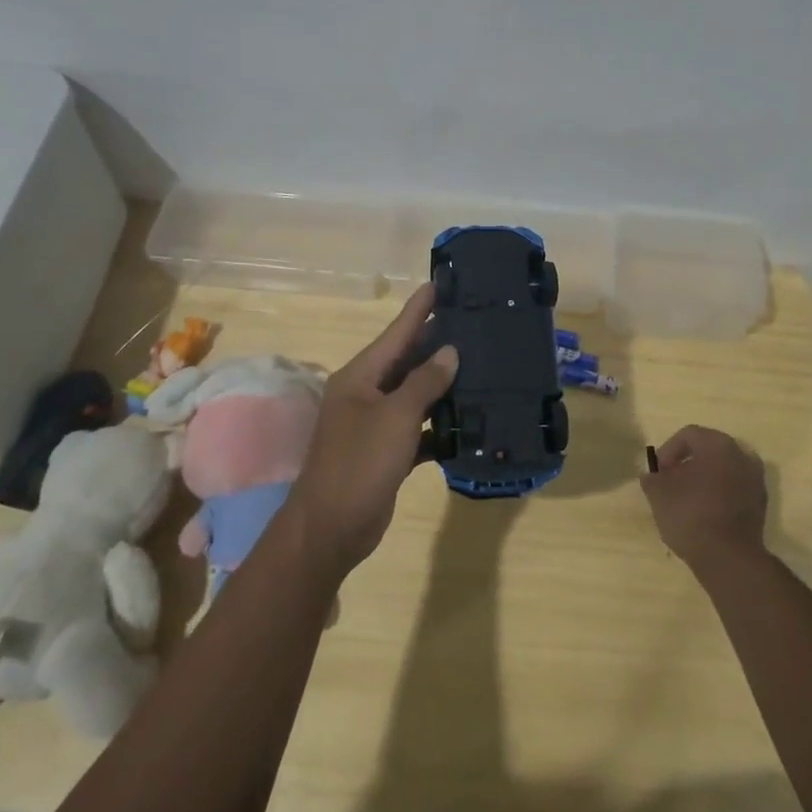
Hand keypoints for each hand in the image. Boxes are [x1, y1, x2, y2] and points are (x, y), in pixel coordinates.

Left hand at [289, 284, 456, 576]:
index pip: (396, 333)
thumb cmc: (359, 463)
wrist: (332, 527)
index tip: (439, 283)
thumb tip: (449, 352)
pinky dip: (439, 425)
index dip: (418, 309)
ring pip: (415, 394)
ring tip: (479, 364)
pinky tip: (468, 421)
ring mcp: (375, 424)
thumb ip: (424, 383)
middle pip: (406, 360)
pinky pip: (418, 428)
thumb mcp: (395, 417)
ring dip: (442, 384)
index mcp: (360, 376)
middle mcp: (366, 394)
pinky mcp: (387, 452)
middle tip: (472, 322)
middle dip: (436, 342)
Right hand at [641, 425, 768, 577]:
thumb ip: (652, 479)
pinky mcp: (760, 503)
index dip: (668, 450)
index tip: (658, 472)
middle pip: (709, 449)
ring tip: (687, 497)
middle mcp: (742, 455)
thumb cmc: (691, 515)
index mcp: (718, 445)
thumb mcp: (659, 495)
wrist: (729, 558)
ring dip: (704, 478)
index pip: (689, 435)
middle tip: (670, 481)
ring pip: (724, 469)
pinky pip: (735, 487)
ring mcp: (756, 479)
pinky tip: (705, 512)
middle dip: (687, 463)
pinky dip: (719, 493)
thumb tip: (652, 475)